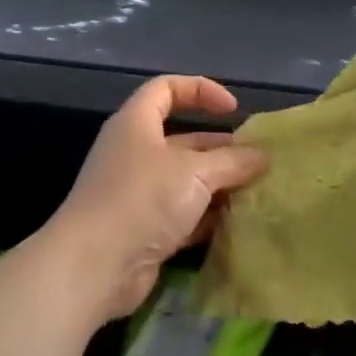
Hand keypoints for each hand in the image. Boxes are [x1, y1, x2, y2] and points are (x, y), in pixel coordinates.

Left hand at [42, 76, 267, 321]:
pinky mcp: (143, 229)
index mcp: (137, 124)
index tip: (233, 109)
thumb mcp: (195, 172)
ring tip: (256, 191)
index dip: (201, 90)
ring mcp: (137, 194)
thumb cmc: (142, 200)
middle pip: (183, 139)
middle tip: (257, 160)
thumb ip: (233, 161)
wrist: (93, 267)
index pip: (167, 89)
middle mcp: (134, 153)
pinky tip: (236, 223)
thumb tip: (262, 156)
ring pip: (185, 180)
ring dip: (218, 185)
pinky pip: (182, 214)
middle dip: (221, 148)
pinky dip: (206, 216)